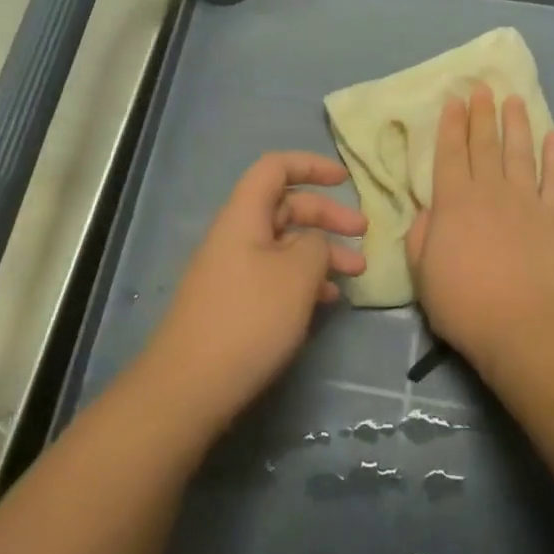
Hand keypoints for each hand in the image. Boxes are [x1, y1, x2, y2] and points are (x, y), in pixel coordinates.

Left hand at [144, 152, 366, 430]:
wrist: (189, 388)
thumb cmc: (248, 319)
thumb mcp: (297, 274)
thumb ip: (317, 245)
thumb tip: (316, 242)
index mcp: (244, 215)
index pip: (276, 167)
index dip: (311, 165)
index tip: (345, 180)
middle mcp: (236, 235)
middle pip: (286, 206)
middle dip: (327, 216)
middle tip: (364, 235)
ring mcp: (233, 270)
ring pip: (285, 244)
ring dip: (322, 252)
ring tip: (355, 274)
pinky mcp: (234, 302)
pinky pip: (275, 275)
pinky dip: (304, 279)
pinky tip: (327, 300)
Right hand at [406, 84, 553, 377]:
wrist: (523, 327)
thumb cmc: (464, 303)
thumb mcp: (423, 271)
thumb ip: (421, 235)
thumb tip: (427, 211)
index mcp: (453, 202)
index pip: (450, 154)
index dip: (451, 125)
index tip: (455, 100)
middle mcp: (490, 191)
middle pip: (484, 145)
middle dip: (482, 114)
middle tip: (483, 88)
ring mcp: (527, 201)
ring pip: (520, 152)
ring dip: (517, 124)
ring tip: (515, 99)